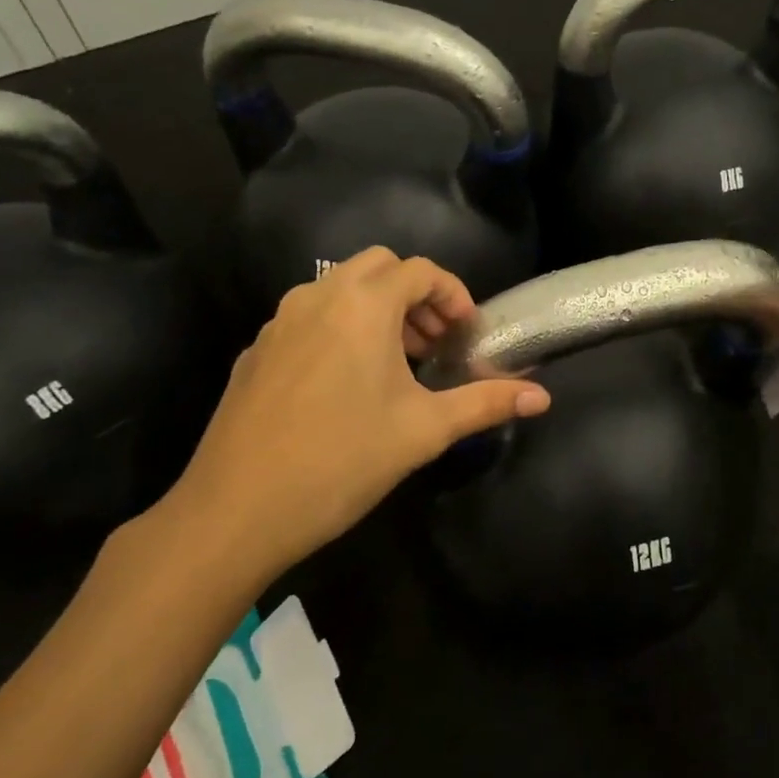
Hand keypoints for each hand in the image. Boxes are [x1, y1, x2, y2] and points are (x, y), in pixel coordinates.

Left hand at [153, 249, 549, 586]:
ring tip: (397, 364)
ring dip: (377, 309)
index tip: (468, 334)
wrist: (235, 510)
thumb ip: (485, 403)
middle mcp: (318, 297)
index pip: (420, 271)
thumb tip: (543, 397)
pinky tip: (346, 384)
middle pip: (379, 266)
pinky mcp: (257, 350)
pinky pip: (310, 317)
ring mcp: (280, 322)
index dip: (454, 295)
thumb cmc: (342, 460)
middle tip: (434, 344)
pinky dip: (340, 327)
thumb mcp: (424, 430)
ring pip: (339, 288)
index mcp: (363, 305)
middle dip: (415, 295)